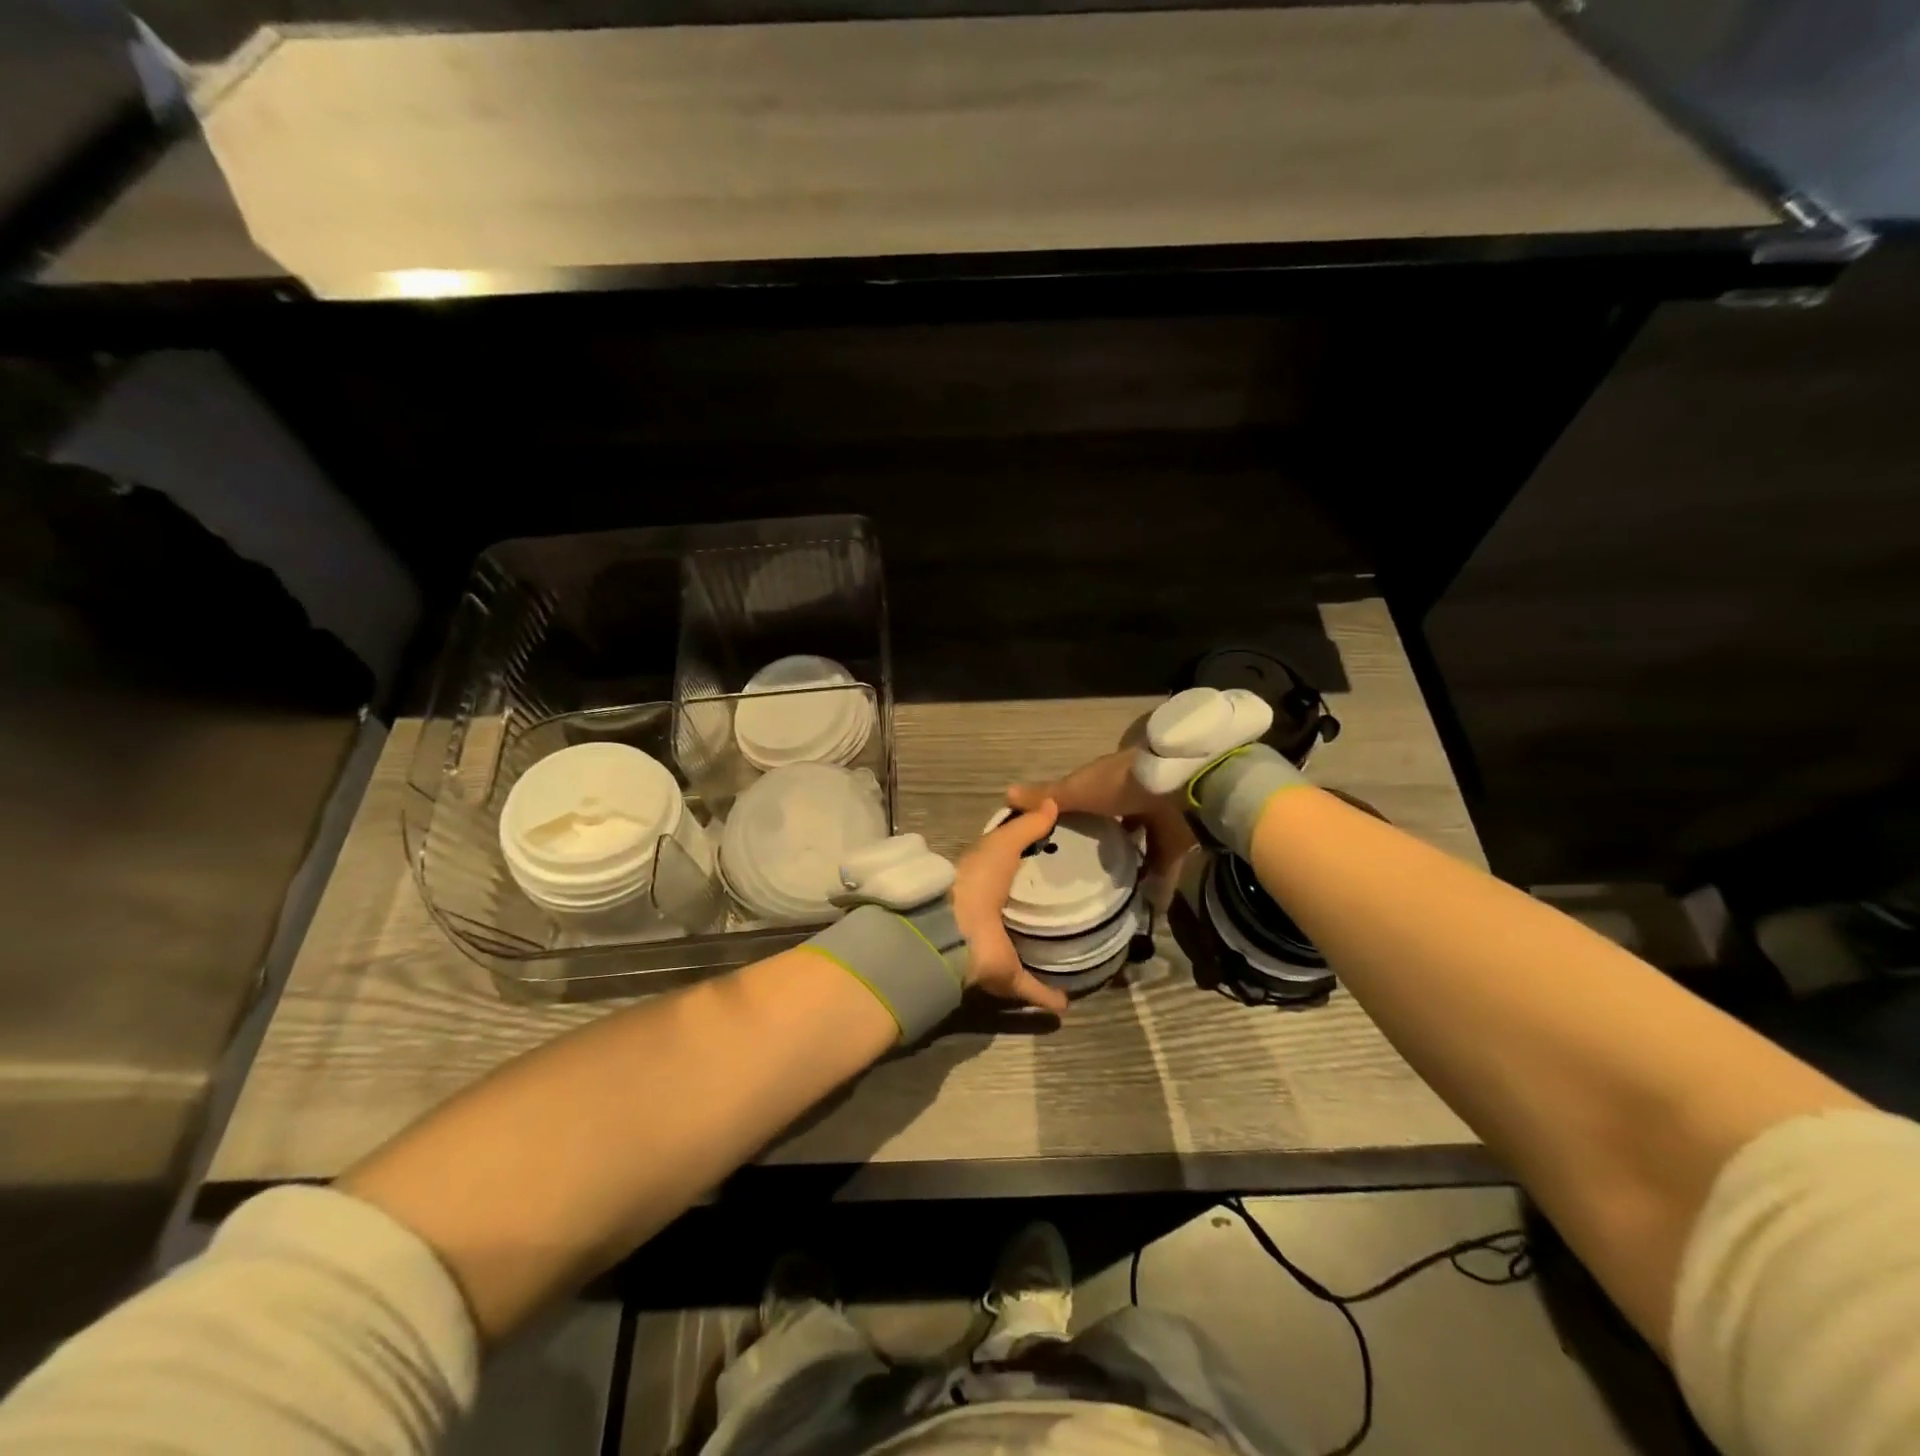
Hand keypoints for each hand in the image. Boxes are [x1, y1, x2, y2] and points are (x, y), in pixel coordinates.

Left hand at [951, 799, 1068, 1014]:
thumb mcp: (1001, 843)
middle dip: (1037, 914)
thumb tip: (1053, 802)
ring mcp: (998, 949)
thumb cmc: (976, 880)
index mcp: (986, 885)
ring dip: (1042, 956)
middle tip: (1074, 909)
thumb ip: (1026, 826)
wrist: (954, 928)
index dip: (1029, 869)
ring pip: (1024, 953)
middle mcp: (991, 918)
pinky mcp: (1006, 976)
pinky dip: (1047, 998)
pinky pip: (1030, 989)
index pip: (1010, 875)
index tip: (1059, 865)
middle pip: (1017, 915)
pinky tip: (1068, 1004)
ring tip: (1074, 953)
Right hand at [1007, 749, 1196, 882]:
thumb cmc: (1122, 783)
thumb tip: (1005, 793)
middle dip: (1104, 842)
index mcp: (1109, 781)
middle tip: (1083, 870)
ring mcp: (1160, 818)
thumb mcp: (1078, 790)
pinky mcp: (1180, 840)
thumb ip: (1047, 796)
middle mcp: (1134, 797)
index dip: (1077, 812)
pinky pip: (1166, 865)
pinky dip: (1158, 886)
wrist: (1180, 784)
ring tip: (1108, 892)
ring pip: (1142, 843)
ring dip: (1130, 864)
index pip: (1089, 795)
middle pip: (1117, 821)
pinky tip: (1145, 908)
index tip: (1061, 836)